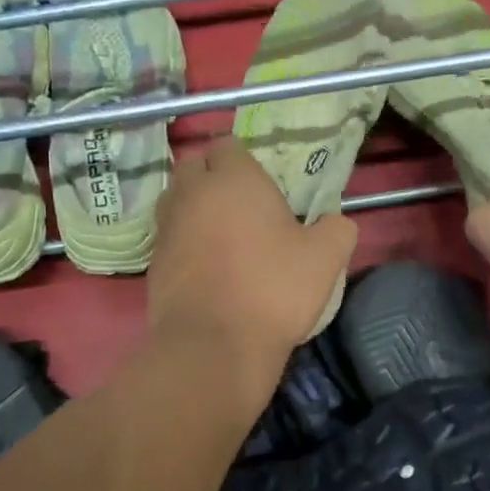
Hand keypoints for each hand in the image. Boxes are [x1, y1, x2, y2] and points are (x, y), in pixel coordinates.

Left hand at [149, 138, 357, 394]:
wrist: (213, 345)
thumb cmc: (273, 290)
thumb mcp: (325, 258)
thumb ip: (337, 229)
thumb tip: (335, 222)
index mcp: (234, 179)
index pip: (227, 146)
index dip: (243, 161)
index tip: (261, 185)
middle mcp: (192, 194)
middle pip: (192, 167)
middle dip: (210, 177)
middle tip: (239, 206)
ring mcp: (167, 228)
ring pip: (174, 200)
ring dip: (192, 208)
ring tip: (220, 235)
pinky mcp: (153, 263)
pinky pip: (168, 238)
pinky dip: (183, 243)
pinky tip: (205, 268)